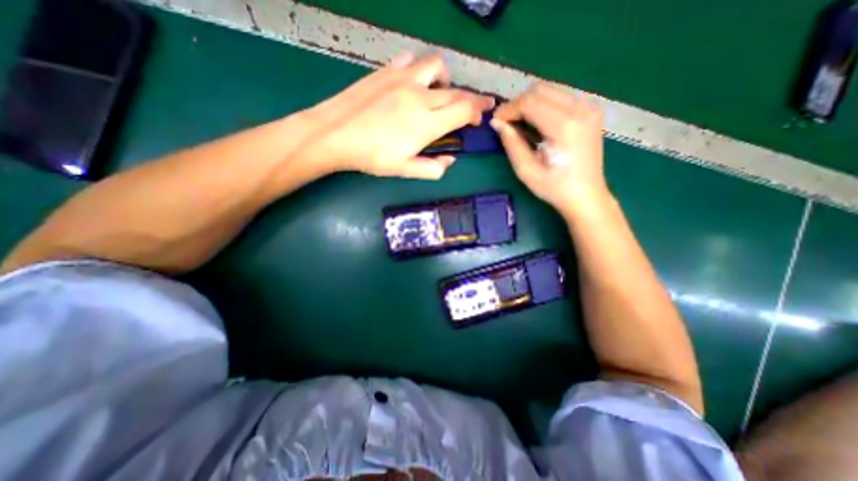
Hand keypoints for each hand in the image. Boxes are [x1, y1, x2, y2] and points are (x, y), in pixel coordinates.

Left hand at [303, 54, 492, 178]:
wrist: (335, 134)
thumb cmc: (372, 156)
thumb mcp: (405, 170)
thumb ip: (433, 168)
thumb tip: (450, 160)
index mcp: (427, 123)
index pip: (464, 110)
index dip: (477, 114)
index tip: (479, 120)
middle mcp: (420, 96)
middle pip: (456, 92)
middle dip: (472, 99)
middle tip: (476, 107)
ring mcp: (403, 79)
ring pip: (437, 68)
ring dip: (446, 80)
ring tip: (441, 93)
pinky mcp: (387, 71)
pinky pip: (410, 61)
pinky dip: (418, 70)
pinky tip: (413, 82)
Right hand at [489, 82, 609, 218]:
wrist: (586, 196)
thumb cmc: (554, 188)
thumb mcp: (527, 171)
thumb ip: (511, 143)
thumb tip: (496, 123)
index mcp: (564, 126)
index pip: (530, 102)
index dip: (509, 108)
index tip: (496, 121)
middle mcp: (580, 109)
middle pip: (540, 89)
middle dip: (518, 103)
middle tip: (506, 122)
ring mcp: (589, 107)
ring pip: (551, 89)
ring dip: (530, 103)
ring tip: (520, 123)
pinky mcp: (591, 110)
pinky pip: (561, 96)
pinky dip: (544, 104)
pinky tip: (538, 123)